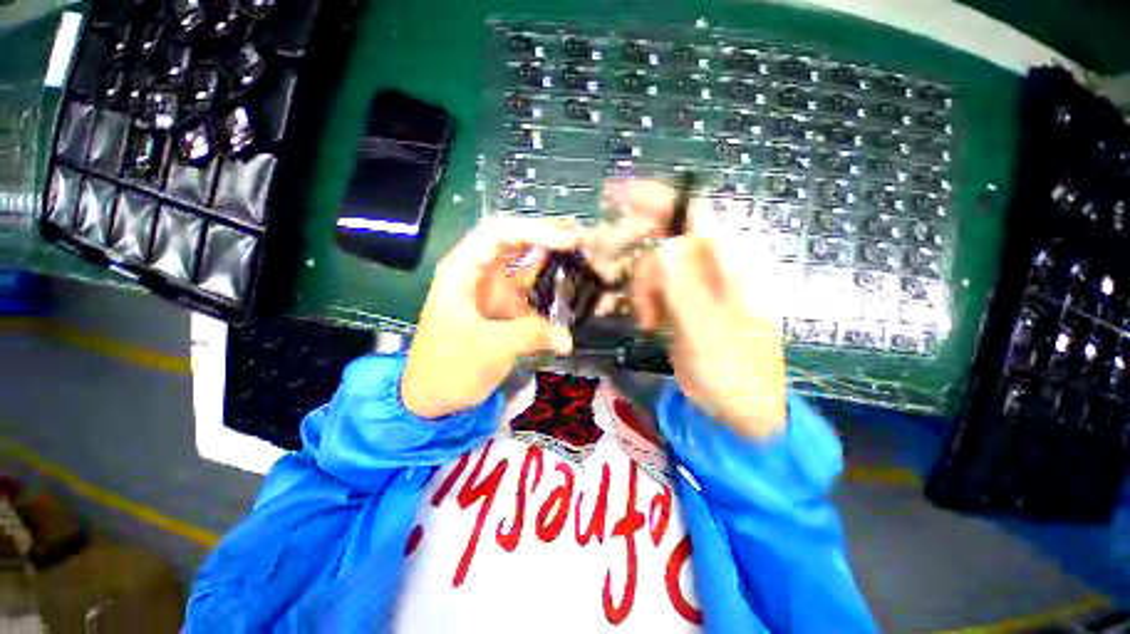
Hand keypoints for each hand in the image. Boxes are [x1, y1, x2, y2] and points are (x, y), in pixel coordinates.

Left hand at [402, 218, 579, 418]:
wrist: (434, 397)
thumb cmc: (449, 367)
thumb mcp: (490, 348)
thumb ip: (531, 335)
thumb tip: (567, 339)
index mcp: (463, 270)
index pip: (499, 233)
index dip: (535, 231)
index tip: (568, 240)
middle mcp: (479, 273)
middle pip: (514, 241)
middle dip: (547, 236)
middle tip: (581, 237)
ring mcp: (493, 289)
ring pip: (525, 263)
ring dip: (552, 257)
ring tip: (584, 252)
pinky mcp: (505, 307)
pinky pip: (532, 290)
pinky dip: (551, 286)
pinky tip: (572, 285)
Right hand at [614, 180, 787, 439]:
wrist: (741, 409)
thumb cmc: (736, 375)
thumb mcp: (709, 335)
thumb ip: (686, 290)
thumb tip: (663, 247)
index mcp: (732, 265)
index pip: (694, 212)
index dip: (655, 196)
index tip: (614, 195)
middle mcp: (712, 266)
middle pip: (666, 236)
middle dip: (637, 252)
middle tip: (609, 266)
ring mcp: (695, 285)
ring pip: (654, 265)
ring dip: (641, 287)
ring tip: (648, 320)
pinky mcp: (681, 303)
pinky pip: (652, 287)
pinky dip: (640, 299)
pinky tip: (645, 321)